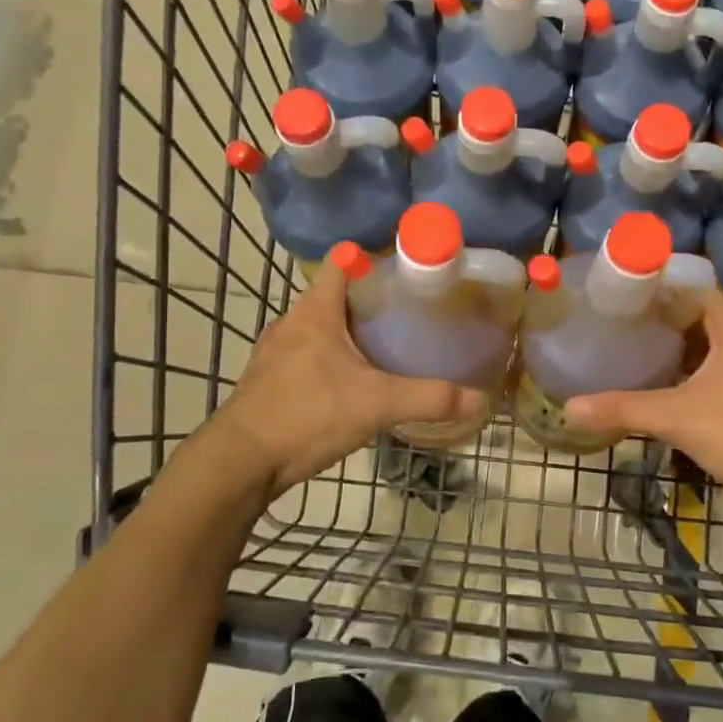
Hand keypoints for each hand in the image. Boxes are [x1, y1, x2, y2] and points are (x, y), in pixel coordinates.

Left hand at [205, 261, 486, 504]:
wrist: (241, 462)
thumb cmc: (307, 414)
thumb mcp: (376, 404)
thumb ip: (429, 398)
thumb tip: (481, 399)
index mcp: (315, 312)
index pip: (340, 263)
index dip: (369, 259)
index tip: (401, 271)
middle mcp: (290, 323)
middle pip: (330, 296)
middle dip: (365, 301)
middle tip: (404, 314)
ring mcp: (273, 353)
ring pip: (316, 328)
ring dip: (344, 332)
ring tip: (381, 347)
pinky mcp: (266, 380)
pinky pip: (303, 355)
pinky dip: (326, 359)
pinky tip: (347, 384)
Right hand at [563, 292, 722, 527]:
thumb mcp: (680, 420)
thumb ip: (624, 410)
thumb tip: (569, 408)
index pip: (691, 286)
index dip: (655, 286)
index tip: (617, 292)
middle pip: (699, 316)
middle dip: (659, 319)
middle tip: (616, 324)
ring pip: (712, 346)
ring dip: (678, 349)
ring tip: (634, 352)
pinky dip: (695, 372)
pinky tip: (669, 389)